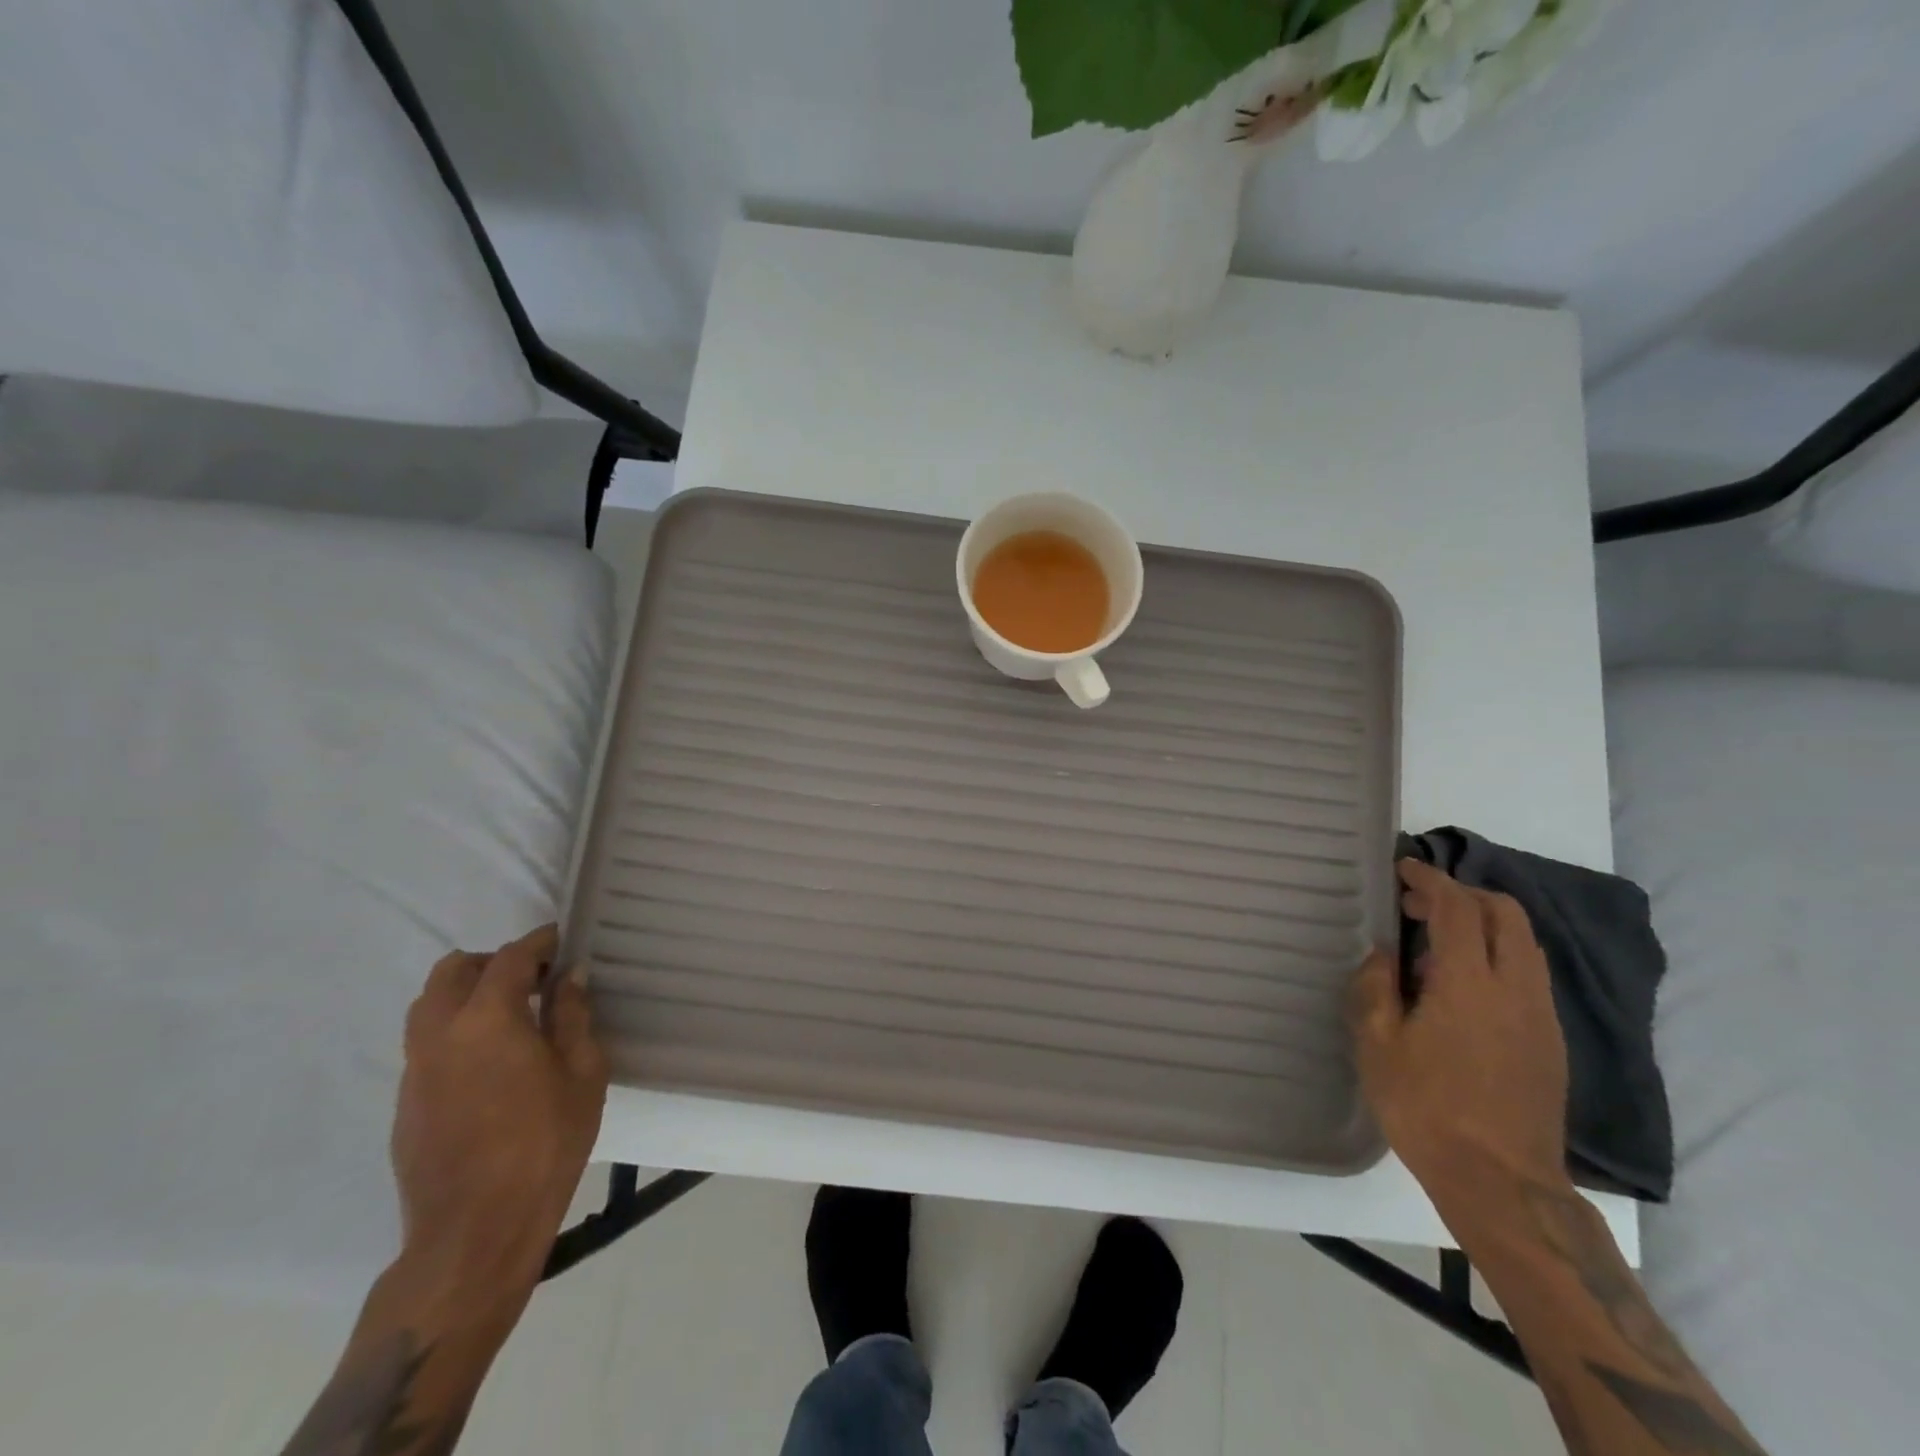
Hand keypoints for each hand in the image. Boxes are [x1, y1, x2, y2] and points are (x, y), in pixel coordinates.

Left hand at [392, 925, 609, 1312]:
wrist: (475, 1232)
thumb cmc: (544, 1144)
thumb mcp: (581, 1073)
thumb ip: (572, 1015)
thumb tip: (569, 975)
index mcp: (487, 1019)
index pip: (508, 958)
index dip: (537, 942)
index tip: (560, 939)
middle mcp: (440, 1034)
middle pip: (452, 972)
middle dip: (491, 962)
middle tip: (531, 977)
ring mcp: (414, 1070)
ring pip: (428, 1006)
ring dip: (465, 993)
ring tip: (508, 1013)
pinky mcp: (405, 1103)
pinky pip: (425, 1044)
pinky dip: (454, 1029)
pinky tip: (488, 1060)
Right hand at [1350, 859, 1569, 1229]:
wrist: (1502, 1183)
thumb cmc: (1427, 1109)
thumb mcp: (1377, 1045)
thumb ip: (1376, 986)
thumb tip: (1385, 954)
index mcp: (1470, 983)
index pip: (1458, 907)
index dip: (1430, 879)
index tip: (1403, 868)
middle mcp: (1516, 988)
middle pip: (1505, 913)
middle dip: (1462, 894)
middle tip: (1417, 905)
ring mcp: (1541, 1015)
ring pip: (1524, 942)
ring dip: (1483, 923)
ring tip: (1436, 943)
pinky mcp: (1551, 1040)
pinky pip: (1528, 973)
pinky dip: (1497, 954)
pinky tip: (1462, 985)